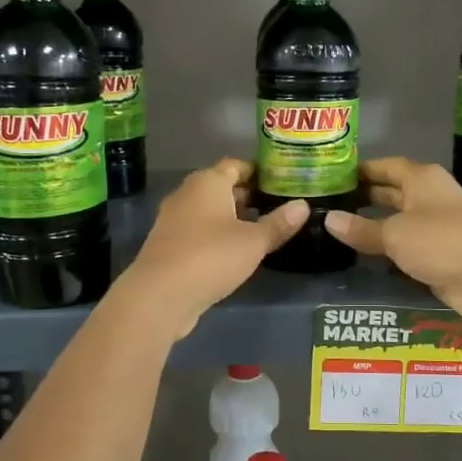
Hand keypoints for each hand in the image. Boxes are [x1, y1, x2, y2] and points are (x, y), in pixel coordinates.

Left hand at [117, 159, 307, 339]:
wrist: (159, 296)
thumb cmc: (210, 257)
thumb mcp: (253, 242)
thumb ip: (278, 223)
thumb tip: (303, 205)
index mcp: (207, 182)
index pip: (236, 165)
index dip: (259, 171)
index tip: (281, 181)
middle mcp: (187, 194)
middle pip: (221, 186)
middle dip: (248, 195)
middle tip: (277, 206)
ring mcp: (174, 219)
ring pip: (209, 210)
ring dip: (232, 217)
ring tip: (261, 229)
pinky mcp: (169, 244)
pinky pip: (199, 231)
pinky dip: (217, 235)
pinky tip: (235, 251)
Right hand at [325, 158, 461, 340]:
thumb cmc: (441, 242)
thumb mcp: (395, 234)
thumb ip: (361, 228)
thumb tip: (328, 218)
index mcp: (422, 178)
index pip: (386, 166)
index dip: (361, 170)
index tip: (332, 175)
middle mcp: (430, 196)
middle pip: (392, 191)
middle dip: (364, 196)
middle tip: (329, 203)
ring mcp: (437, 224)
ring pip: (398, 219)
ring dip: (374, 223)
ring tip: (338, 227)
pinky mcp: (440, 251)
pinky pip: (407, 243)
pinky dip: (387, 246)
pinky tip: (363, 252)